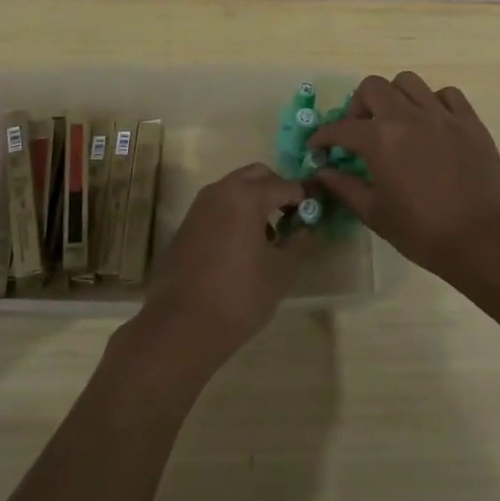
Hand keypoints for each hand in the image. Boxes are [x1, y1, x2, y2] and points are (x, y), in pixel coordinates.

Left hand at [134, 164, 309, 372]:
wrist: (184, 324)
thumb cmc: (240, 295)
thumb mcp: (281, 271)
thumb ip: (299, 243)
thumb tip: (307, 228)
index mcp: (248, 196)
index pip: (286, 185)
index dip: (305, 198)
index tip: (315, 214)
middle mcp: (222, 190)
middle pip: (257, 175)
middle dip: (278, 190)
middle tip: (292, 218)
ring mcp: (201, 205)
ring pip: (235, 187)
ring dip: (255, 199)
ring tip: (269, 235)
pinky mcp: (188, 223)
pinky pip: (219, 204)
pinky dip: (236, 212)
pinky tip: (243, 244)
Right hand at [310, 72, 499, 283]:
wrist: (486, 240)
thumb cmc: (424, 233)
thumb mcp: (376, 214)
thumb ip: (345, 188)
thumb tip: (322, 172)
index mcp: (380, 139)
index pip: (341, 127)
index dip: (324, 136)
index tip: (318, 147)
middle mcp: (408, 116)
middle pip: (373, 87)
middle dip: (358, 105)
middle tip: (360, 130)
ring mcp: (442, 115)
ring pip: (409, 82)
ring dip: (394, 97)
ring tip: (396, 122)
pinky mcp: (470, 122)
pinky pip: (447, 94)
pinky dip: (433, 102)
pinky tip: (432, 123)